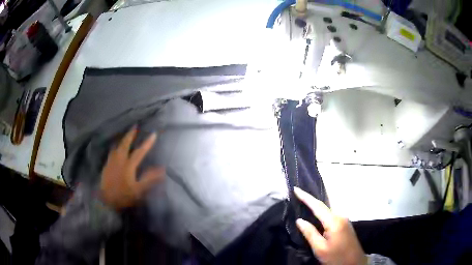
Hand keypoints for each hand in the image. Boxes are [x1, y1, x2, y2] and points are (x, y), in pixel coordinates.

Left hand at [100, 127, 165, 209]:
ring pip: (116, 147)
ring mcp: (111, 162)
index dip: (147, 143)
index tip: (153, 134)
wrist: (106, 200)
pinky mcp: (106, 166)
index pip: (139, 152)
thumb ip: (149, 179)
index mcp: (128, 165)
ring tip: (125, 136)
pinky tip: (115, 149)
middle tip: (135, 126)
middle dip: (130, 135)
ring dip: (122, 140)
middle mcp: (119, 160)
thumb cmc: (123, 195)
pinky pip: (111, 152)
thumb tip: (162, 169)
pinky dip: (115, 147)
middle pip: (124, 144)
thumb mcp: (139, 190)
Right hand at [294, 187, 366, 264]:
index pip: (317, 206)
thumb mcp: (320, 248)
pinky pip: (331, 216)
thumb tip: (299, 220)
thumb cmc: (336, 257)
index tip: (295, 189)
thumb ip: (310, 233)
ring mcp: (345, 220)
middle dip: (311, 200)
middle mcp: (341, 217)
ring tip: (305, 203)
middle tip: (298, 195)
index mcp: (334, 221)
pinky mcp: (345, 225)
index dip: (306, 197)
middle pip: (323, 206)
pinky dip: (322, 213)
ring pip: (327, 211)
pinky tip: (316, 215)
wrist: (354, 263)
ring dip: (316, 207)